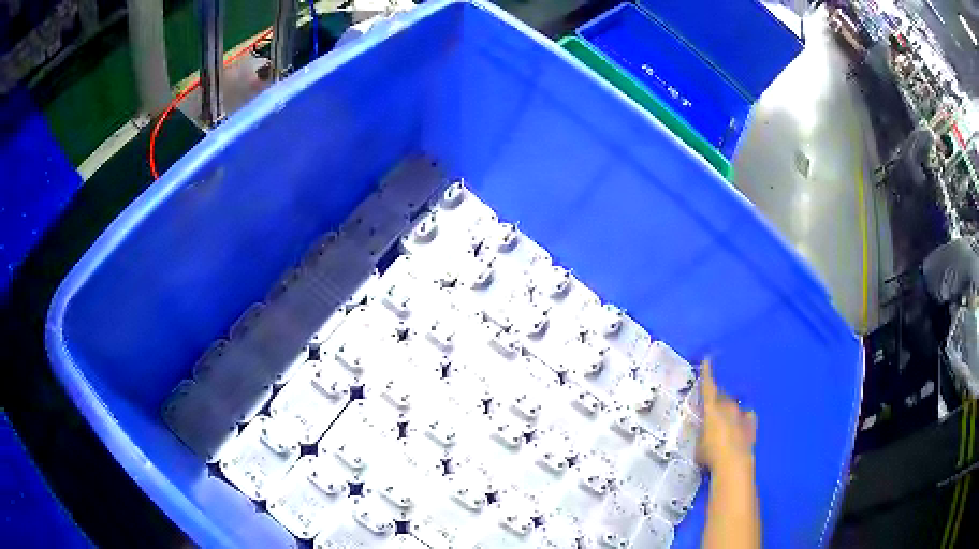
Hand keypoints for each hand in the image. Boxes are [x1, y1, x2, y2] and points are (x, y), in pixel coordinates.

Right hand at [697, 359, 756, 475]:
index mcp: (712, 409)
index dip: (707, 373)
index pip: (708, 387)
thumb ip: (702, 432)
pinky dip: (743, 417)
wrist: (734, 463)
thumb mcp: (699, 444)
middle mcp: (727, 407)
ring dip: (729, 409)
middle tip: (712, 405)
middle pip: (722, 395)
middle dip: (717, 398)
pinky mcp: (751, 423)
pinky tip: (741, 423)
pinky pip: (746, 415)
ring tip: (725, 418)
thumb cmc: (711, 454)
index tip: (707, 359)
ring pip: (734, 405)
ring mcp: (741, 413)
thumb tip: (705, 430)